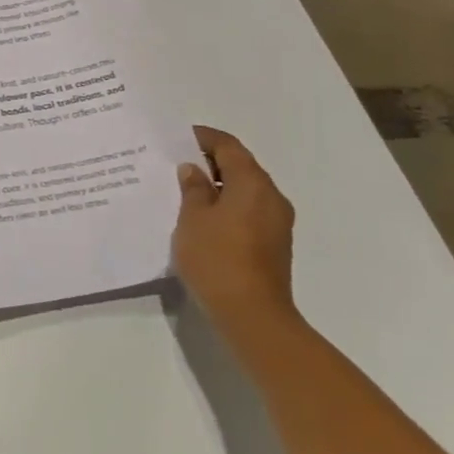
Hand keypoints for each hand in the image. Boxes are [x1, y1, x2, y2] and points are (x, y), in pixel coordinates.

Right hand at [171, 126, 296, 326]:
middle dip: (209, 161)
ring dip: (218, 186)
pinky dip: (226, 206)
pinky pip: (248, 211)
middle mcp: (271, 197)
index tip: (177, 137)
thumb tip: (193, 170)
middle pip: (240, 166)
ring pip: (245, 191)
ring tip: (184, 191)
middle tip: (176, 164)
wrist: (252, 315)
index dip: (203, 138)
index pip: (228, 146)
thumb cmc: (217, 258)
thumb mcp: (192, 218)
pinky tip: (201, 219)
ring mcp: (276, 222)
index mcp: (253, 183)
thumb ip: (193, 189)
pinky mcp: (273, 244)